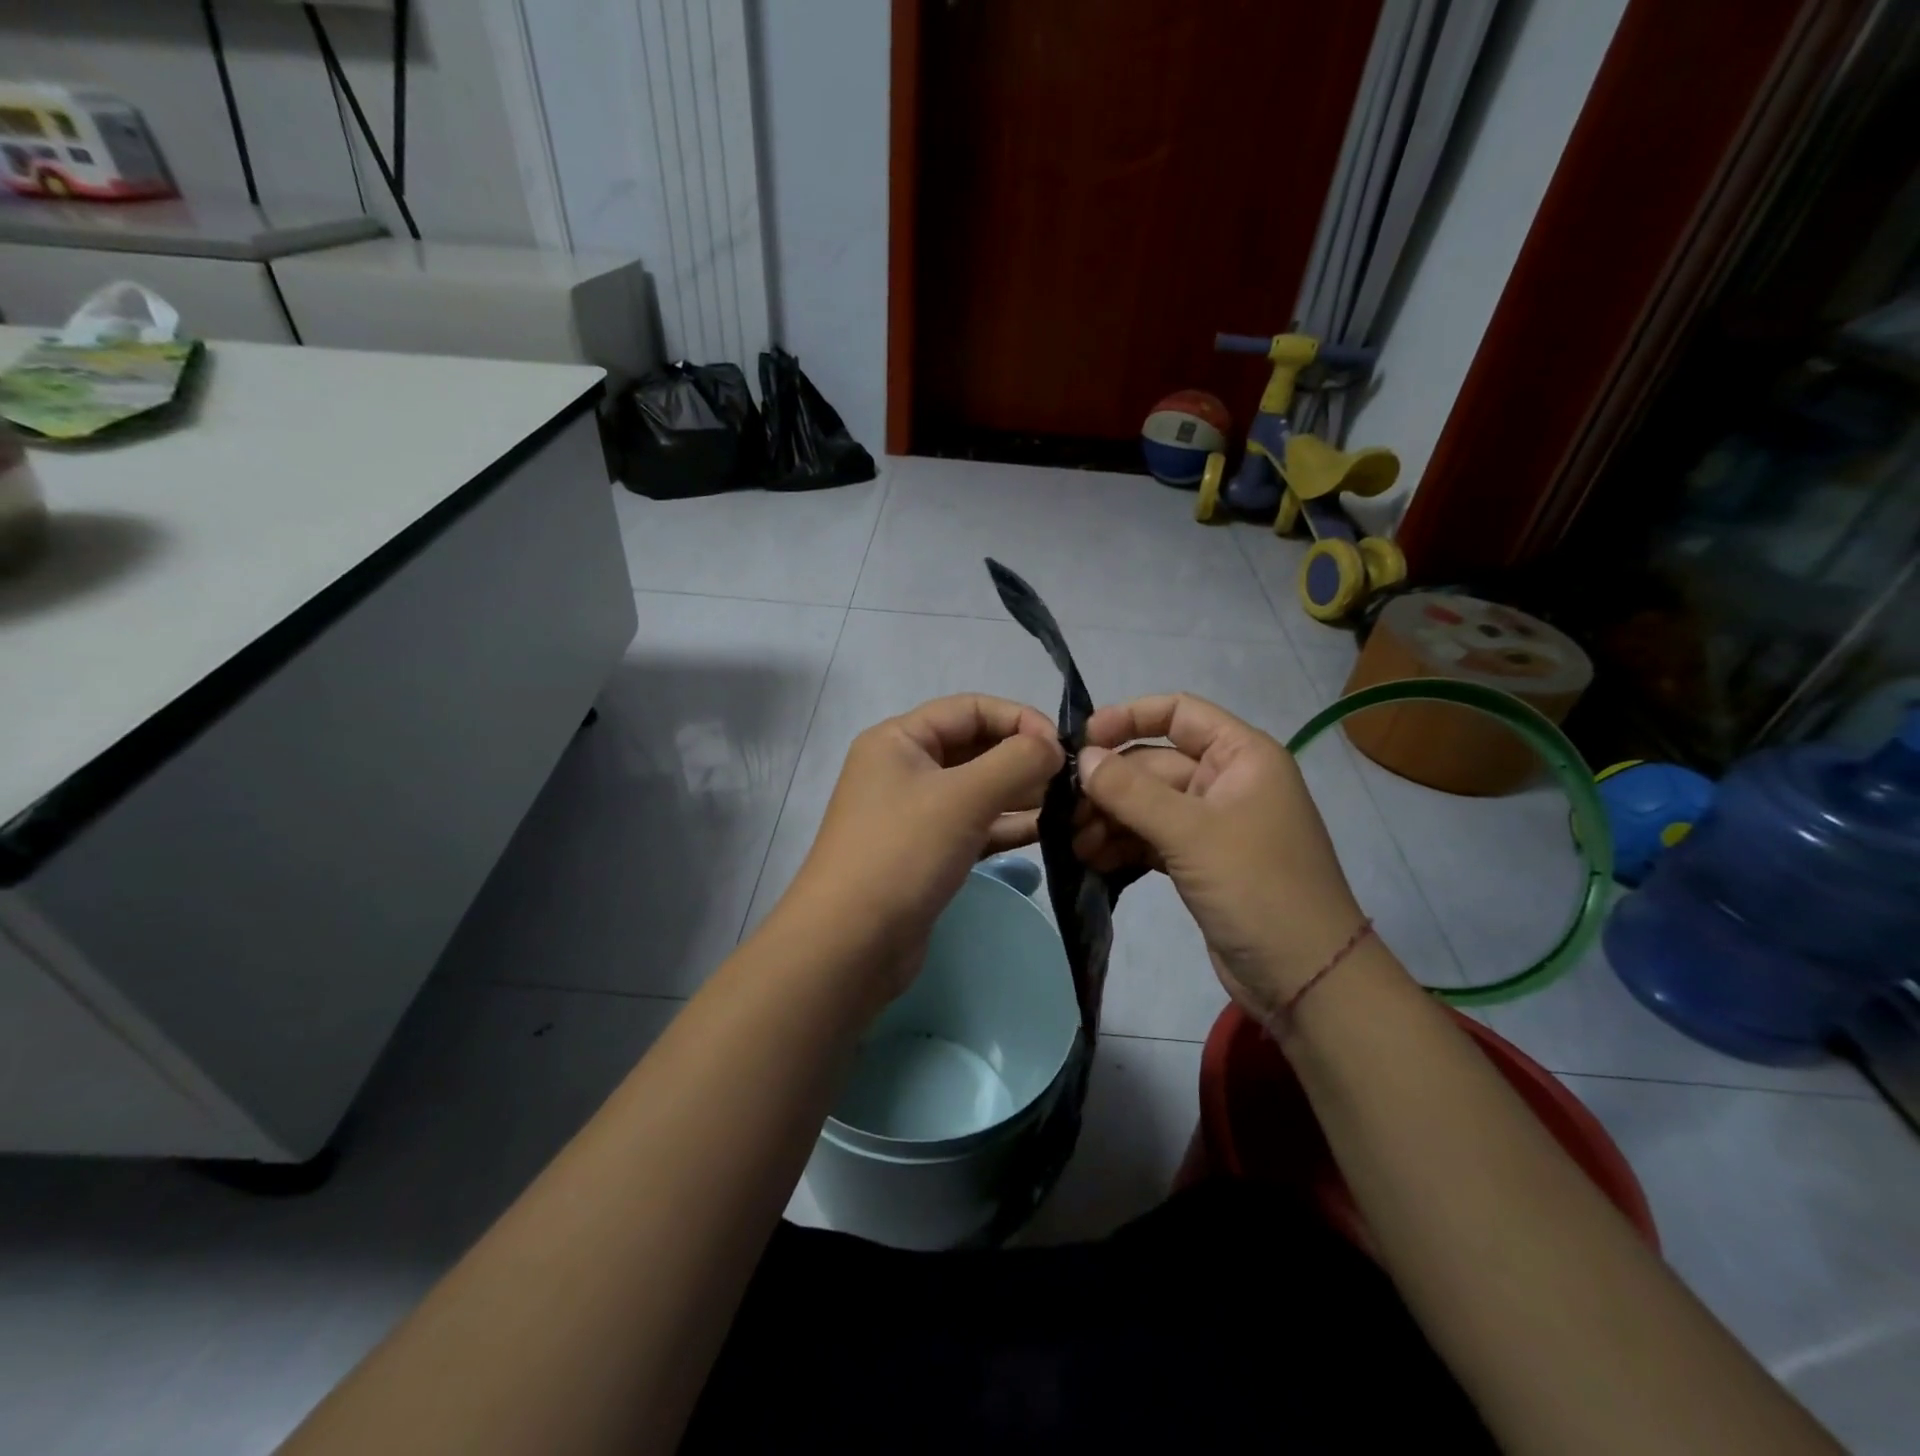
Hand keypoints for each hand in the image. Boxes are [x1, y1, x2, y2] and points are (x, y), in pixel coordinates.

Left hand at [787, 694, 1062, 999]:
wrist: (849, 945)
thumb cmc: (902, 853)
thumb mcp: (963, 797)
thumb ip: (1016, 762)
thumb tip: (1054, 746)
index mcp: (900, 740)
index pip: (970, 709)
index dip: (1019, 718)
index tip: (1063, 746)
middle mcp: (904, 769)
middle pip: (975, 747)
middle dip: (1023, 758)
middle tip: (1074, 779)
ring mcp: (914, 814)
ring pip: (978, 790)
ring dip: (1021, 793)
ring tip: (1071, 804)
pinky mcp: (927, 853)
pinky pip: (974, 826)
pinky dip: (1007, 826)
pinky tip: (1049, 831)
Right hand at [1073, 693, 1366, 1018]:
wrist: (1305, 979)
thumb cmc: (1257, 888)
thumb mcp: (1191, 833)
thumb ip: (1131, 791)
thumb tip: (1082, 757)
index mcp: (1241, 756)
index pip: (1179, 712)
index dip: (1129, 717)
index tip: (1082, 740)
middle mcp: (1226, 781)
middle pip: (1153, 764)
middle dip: (1109, 784)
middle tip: (1064, 809)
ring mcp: (1211, 824)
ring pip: (1146, 805)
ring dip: (1109, 819)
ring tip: (1074, 844)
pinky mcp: (1198, 862)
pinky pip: (1150, 838)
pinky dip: (1122, 845)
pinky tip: (1091, 860)